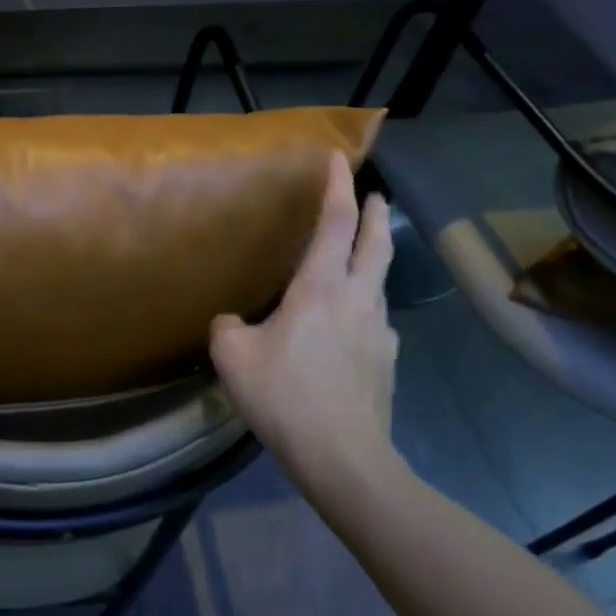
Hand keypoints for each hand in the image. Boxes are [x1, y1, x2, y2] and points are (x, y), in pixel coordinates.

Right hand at [210, 152, 401, 492]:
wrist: (342, 457)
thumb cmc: (284, 396)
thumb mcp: (233, 357)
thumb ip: (228, 328)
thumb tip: (234, 321)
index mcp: (320, 289)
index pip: (334, 223)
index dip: (336, 187)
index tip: (339, 158)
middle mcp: (357, 300)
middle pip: (375, 244)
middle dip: (375, 214)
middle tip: (375, 196)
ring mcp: (379, 332)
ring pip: (378, 283)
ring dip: (371, 262)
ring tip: (356, 263)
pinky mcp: (387, 363)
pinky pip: (374, 323)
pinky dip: (363, 310)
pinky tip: (349, 330)